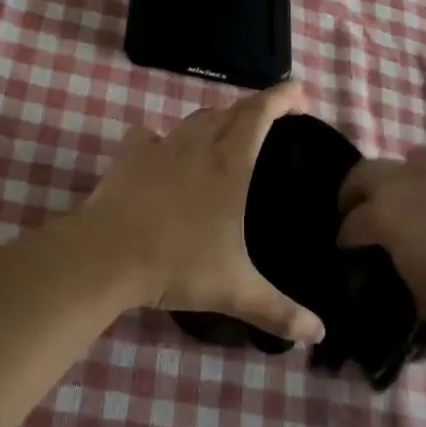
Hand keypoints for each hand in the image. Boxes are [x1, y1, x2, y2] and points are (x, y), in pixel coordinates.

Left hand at [67, 84, 325, 344]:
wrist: (107, 255)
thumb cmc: (178, 264)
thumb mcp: (235, 291)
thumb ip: (279, 311)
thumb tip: (319, 334)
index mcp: (229, 163)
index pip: (261, 113)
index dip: (282, 96)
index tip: (300, 92)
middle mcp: (198, 145)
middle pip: (230, 110)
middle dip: (254, 108)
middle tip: (269, 121)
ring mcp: (160, 147)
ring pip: (194, 120)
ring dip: (214, 120)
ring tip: (224, 135)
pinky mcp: (129, 156)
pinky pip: (148, 136)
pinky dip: (160, 139)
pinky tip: (161, 151)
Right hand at [338, 147, 425, 347]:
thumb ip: (401, 276)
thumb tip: (397, 269)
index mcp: (388, 212)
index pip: (351, 224)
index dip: (345, 242)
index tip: (347, 256)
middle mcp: (411, 178)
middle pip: (365, 174)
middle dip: (355, 196)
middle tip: (362, 220)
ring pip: (408, 162)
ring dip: (399, 183)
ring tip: (411, 212)